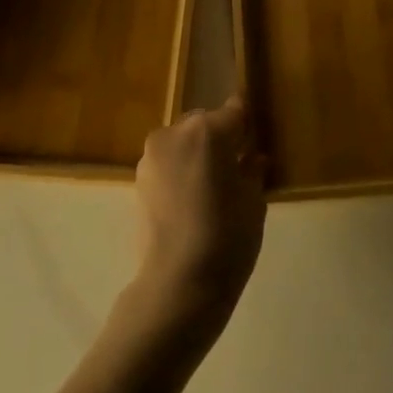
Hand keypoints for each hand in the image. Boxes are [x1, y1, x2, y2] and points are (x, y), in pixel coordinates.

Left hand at [132, 97, 264, 323]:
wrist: (179, 281)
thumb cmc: (228, 236)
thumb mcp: (254, 201)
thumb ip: (252, 171)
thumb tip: (253, 158)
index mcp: (209, 130)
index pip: (234, 111)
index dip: (246, 123)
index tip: (254, 135)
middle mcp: (175, 133)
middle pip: (204, 124)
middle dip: (219, 138)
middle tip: (235, 167)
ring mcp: (151, 156)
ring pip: (182, 143)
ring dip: (196, 155)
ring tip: (211, 188)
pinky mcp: (137, 180)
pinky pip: (167, 164)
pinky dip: (179, 172)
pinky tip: (191, 200)